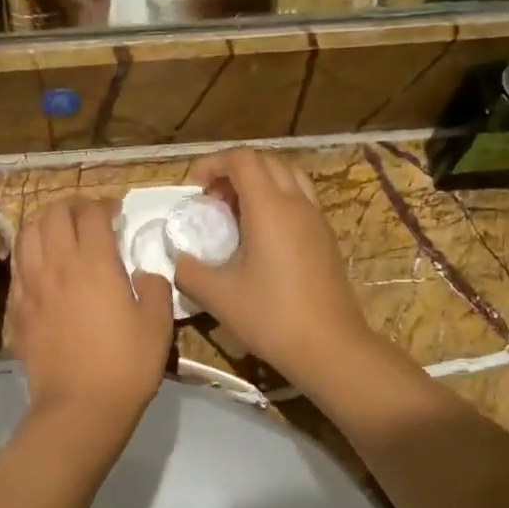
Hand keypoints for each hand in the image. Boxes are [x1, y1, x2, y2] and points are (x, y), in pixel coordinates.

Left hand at [11, 195, 172, 437]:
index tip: (116, 212)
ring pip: (27, 234)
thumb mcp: (158, 323)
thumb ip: (154, 287)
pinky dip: (29, 254)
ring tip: (60, 233)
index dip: (104, 204)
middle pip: (53, 214)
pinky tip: (42, 266)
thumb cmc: (126, 364)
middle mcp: (56, 265)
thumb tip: (142, 275)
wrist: (80, 407)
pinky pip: (17, 266)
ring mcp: (31, 286)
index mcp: (94, 262)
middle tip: (88, 217)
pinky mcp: (16, 309)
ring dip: (44, 224)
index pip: (91, 213)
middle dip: (71, 206)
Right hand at [170, 150, 378, 392]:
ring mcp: (317, 220)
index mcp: (270, 208)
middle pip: (267, 162)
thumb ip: (189, 271)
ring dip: (259, 182)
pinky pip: (300, 199)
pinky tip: (261, 236)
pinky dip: (277, 200)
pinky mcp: (326, 239)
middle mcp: (297, 204)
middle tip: (212, 200)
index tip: (193, 186)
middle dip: (234, 170)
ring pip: (288, 177)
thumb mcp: (218, 296)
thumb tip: (178, 260)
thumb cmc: (271, 317)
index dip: (214, 163)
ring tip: (236, 212)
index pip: (243, 160)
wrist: (330, 347)